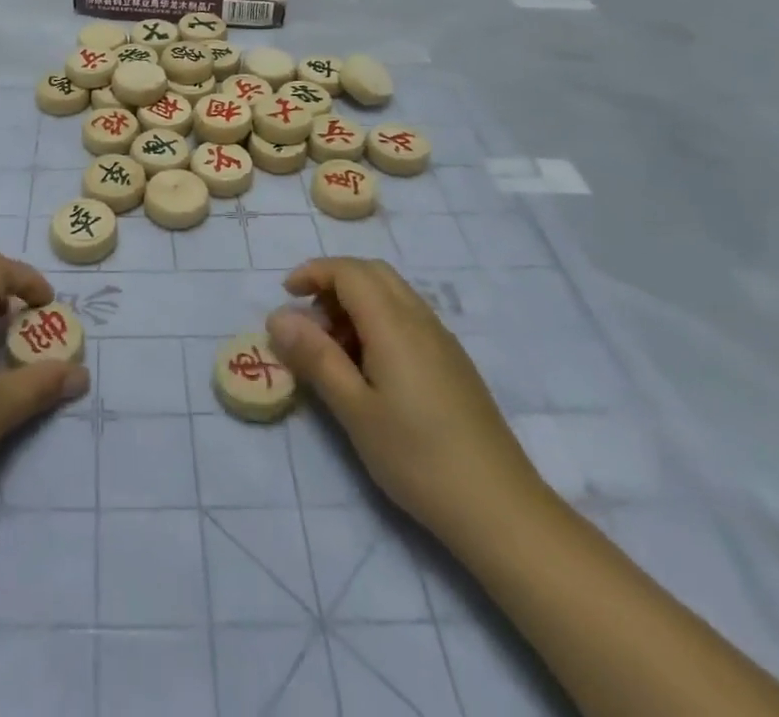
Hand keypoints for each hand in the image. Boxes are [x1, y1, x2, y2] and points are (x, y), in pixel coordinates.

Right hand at [266, 257, 543, 541]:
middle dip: (334, 282)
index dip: (313, 272)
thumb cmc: (417, 458)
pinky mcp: (453, 361)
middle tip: (309, 320)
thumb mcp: (354, 410)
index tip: (286, 296)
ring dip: (356, 302)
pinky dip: (378, 320)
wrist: (500, 508)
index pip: (349, 271)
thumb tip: (278, 317)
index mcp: (394, 324)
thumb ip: (316, 357)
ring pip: (392, 293)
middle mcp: (420, 319)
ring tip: (334, 348)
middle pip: (372, 273)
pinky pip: (408, 316)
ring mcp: (442, 339)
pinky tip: (370, 366)